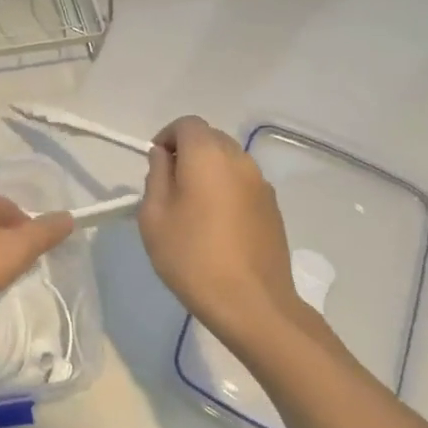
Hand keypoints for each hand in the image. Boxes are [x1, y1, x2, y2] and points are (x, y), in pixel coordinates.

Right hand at [139, 116, 319, 347]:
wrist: (252, 303)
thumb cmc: (192, 256)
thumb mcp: (154, 216)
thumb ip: (156, 176)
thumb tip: (163, 157)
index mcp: (208, 155)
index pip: (187, 124)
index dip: (166, 137)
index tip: (154, 165)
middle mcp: (239, 160)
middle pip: (210, 138)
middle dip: (187, 152)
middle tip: (169, 186)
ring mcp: (261, 184)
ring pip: (229, 160)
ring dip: (208, 171)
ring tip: (192, 208)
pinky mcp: (273, 208)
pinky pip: (243, 184)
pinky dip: (226, 190)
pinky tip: (216, 225)